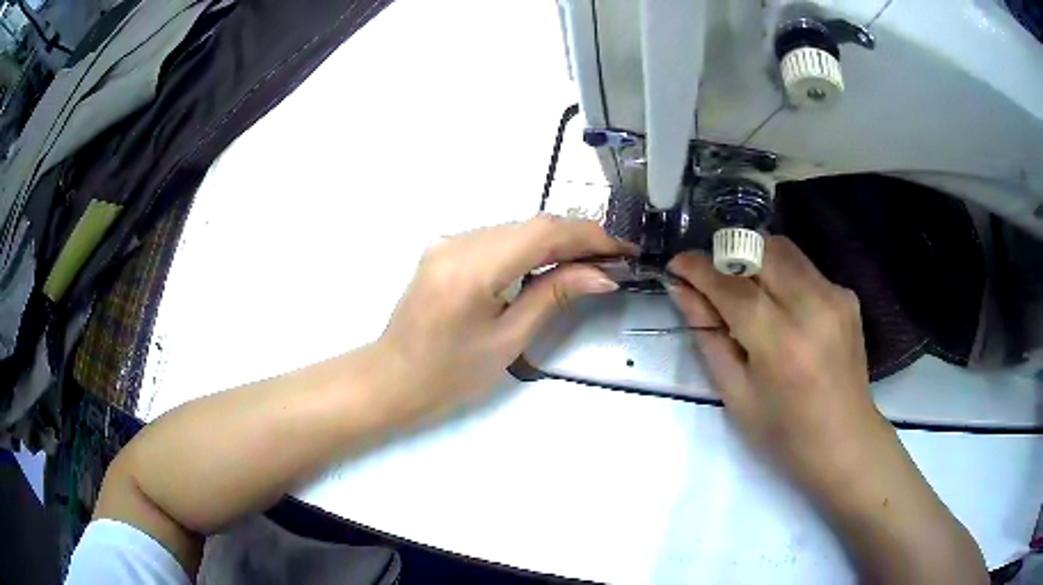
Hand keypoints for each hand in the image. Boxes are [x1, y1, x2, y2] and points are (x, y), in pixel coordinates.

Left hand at [375, 215, 635, 424]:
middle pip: (530, 225)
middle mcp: (457, 242)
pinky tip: (551, 262)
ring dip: (555, 240)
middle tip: (614, 258)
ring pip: (515, 228)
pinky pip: (497, 238)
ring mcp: (447, 241)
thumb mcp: (508, 341)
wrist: (393, 380)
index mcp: (471, 269)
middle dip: (577, 237)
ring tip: (591, 261)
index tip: (624, 250)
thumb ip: (553, 296)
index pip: (543, 233)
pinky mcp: (444, 248)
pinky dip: (529, 246)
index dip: (589, 236)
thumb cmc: (450, 376)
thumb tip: (601, 275)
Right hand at [667, 237, 889, 491]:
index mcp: (781, 342)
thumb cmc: (784, 433)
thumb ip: (709, 336)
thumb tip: (683, 291)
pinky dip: (781, 275)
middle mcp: (812, 306)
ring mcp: (835, 296)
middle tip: (710, 278)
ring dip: (754, 258)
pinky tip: (779, 307)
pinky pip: (804, 268)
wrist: (845, 441)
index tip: (676, 264)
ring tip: (743, 290)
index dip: (699, 268)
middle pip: (761, 249)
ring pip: (784, 249)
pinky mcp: (847, 295)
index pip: (732, 285)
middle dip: (728, 253)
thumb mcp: (736, 393)